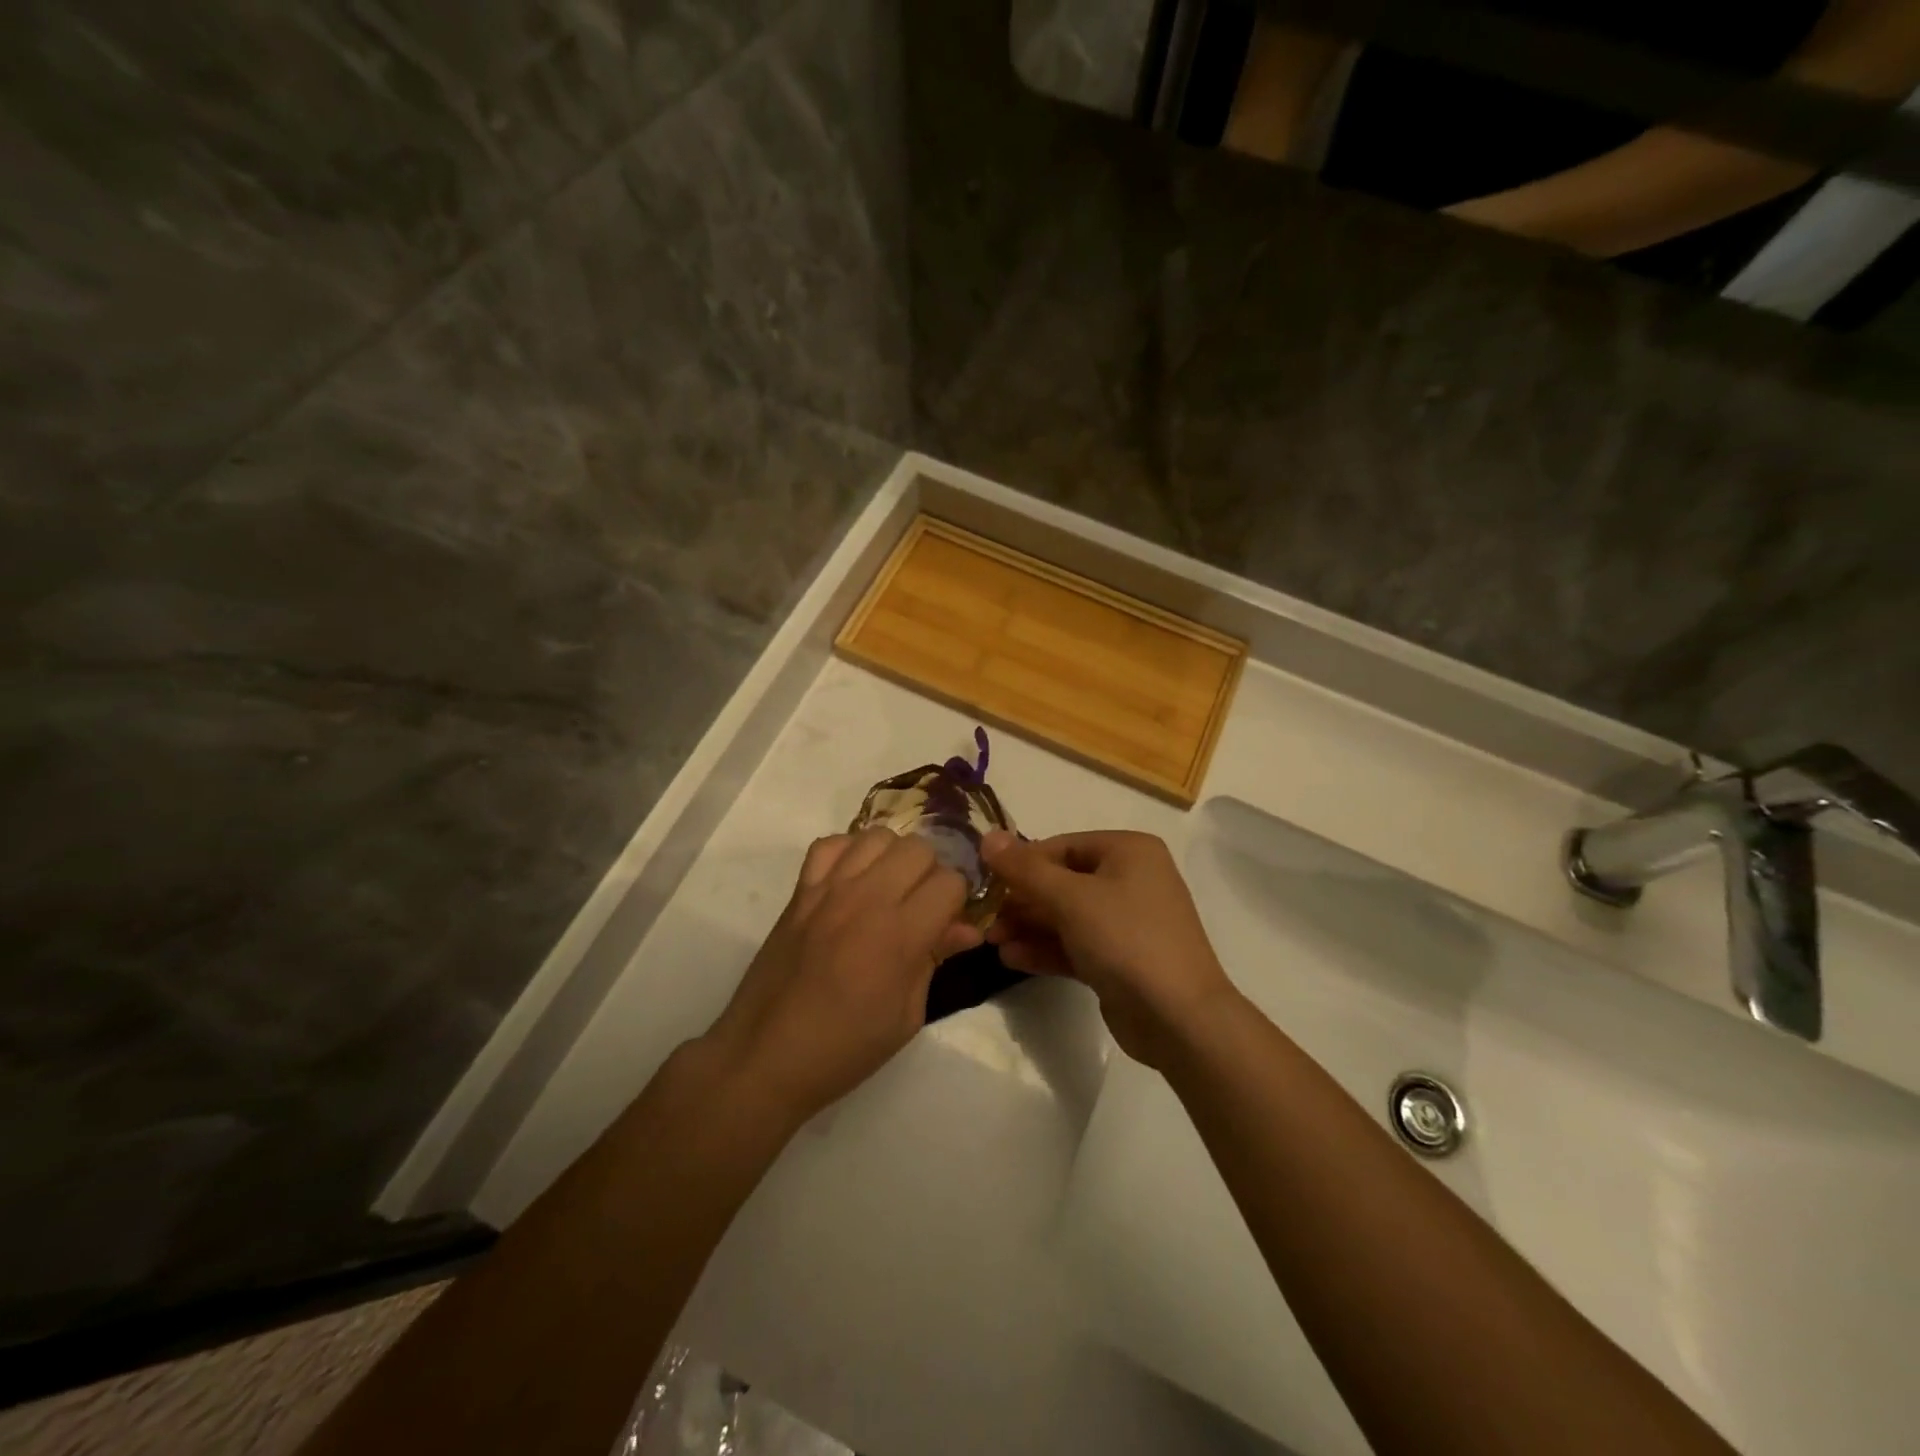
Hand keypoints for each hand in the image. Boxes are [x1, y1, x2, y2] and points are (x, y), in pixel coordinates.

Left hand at [706, 828, 982, 1120]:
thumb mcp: (906, 1016)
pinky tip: (852, 879)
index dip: (957, 901)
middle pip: (918, 848)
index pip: (950, 882)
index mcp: (900, 935)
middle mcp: (867, 899)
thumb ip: (935, 960)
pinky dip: (848, 852)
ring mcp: (829, 889)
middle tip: (922, 905)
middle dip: (931, 873)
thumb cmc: (845, 1048)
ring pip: (878, 836)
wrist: (766, 1055)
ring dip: (893, 858)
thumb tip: (966, 929)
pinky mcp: (800, 891)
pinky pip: (830, 844)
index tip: (948, 922)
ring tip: (889, 888)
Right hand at [981, 830, 1239, 1068]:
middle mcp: (1131, 879)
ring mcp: (1127, 921)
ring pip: (1067, 916)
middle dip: (1022, 901)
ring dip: (1029, 927)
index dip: (1021, 863)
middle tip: (986, 920)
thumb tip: (987, 836)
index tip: (986, 882)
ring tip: (991, 942)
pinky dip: (1046, 949)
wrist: (1180, 1018)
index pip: (1061, 846)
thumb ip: (1025, 869)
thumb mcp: (1070, 898)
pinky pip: (1076, 944)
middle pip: (1062, 882)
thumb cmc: (1126, 939)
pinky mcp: (1121, 959)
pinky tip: (1011, 959)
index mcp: (1128, 851)